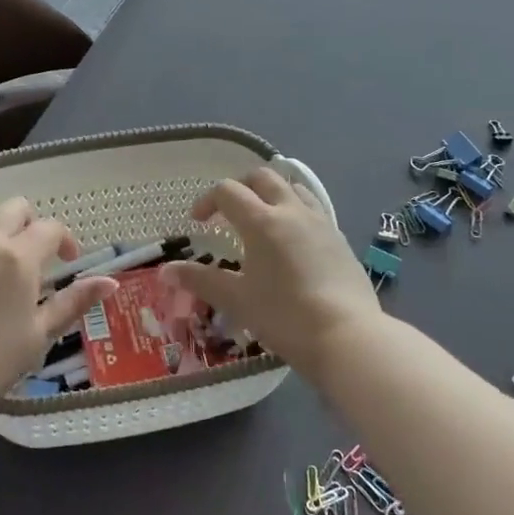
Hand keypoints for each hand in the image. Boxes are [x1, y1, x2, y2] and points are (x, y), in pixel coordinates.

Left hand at [0, 197, 115, 417]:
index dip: (65, 239)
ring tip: (3, 289)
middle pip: (13, 209)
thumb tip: (110, 282)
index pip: (49, 227)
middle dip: (31, 222)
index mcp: (17, 257)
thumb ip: (73, 302)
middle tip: (38, 256)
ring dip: (1, 246)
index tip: (69, 262)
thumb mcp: (39, 334)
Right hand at [160, 167, 380, 374]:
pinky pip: (314, 210)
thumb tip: (166, 270)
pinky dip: (296, 212)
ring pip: (293, 188)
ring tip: (263, 218)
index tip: (199, 222)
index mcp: (262, 221)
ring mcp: (321, 222)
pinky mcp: (340, 239)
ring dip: (272, 193)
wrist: (347, 337)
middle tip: (228, 211)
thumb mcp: (236, 300)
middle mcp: (292, 211)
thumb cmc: (284, 316)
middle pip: (262, 178)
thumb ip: (200, 280)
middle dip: (240, 187)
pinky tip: (293, 242)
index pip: (227, 191)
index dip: (207, 201)